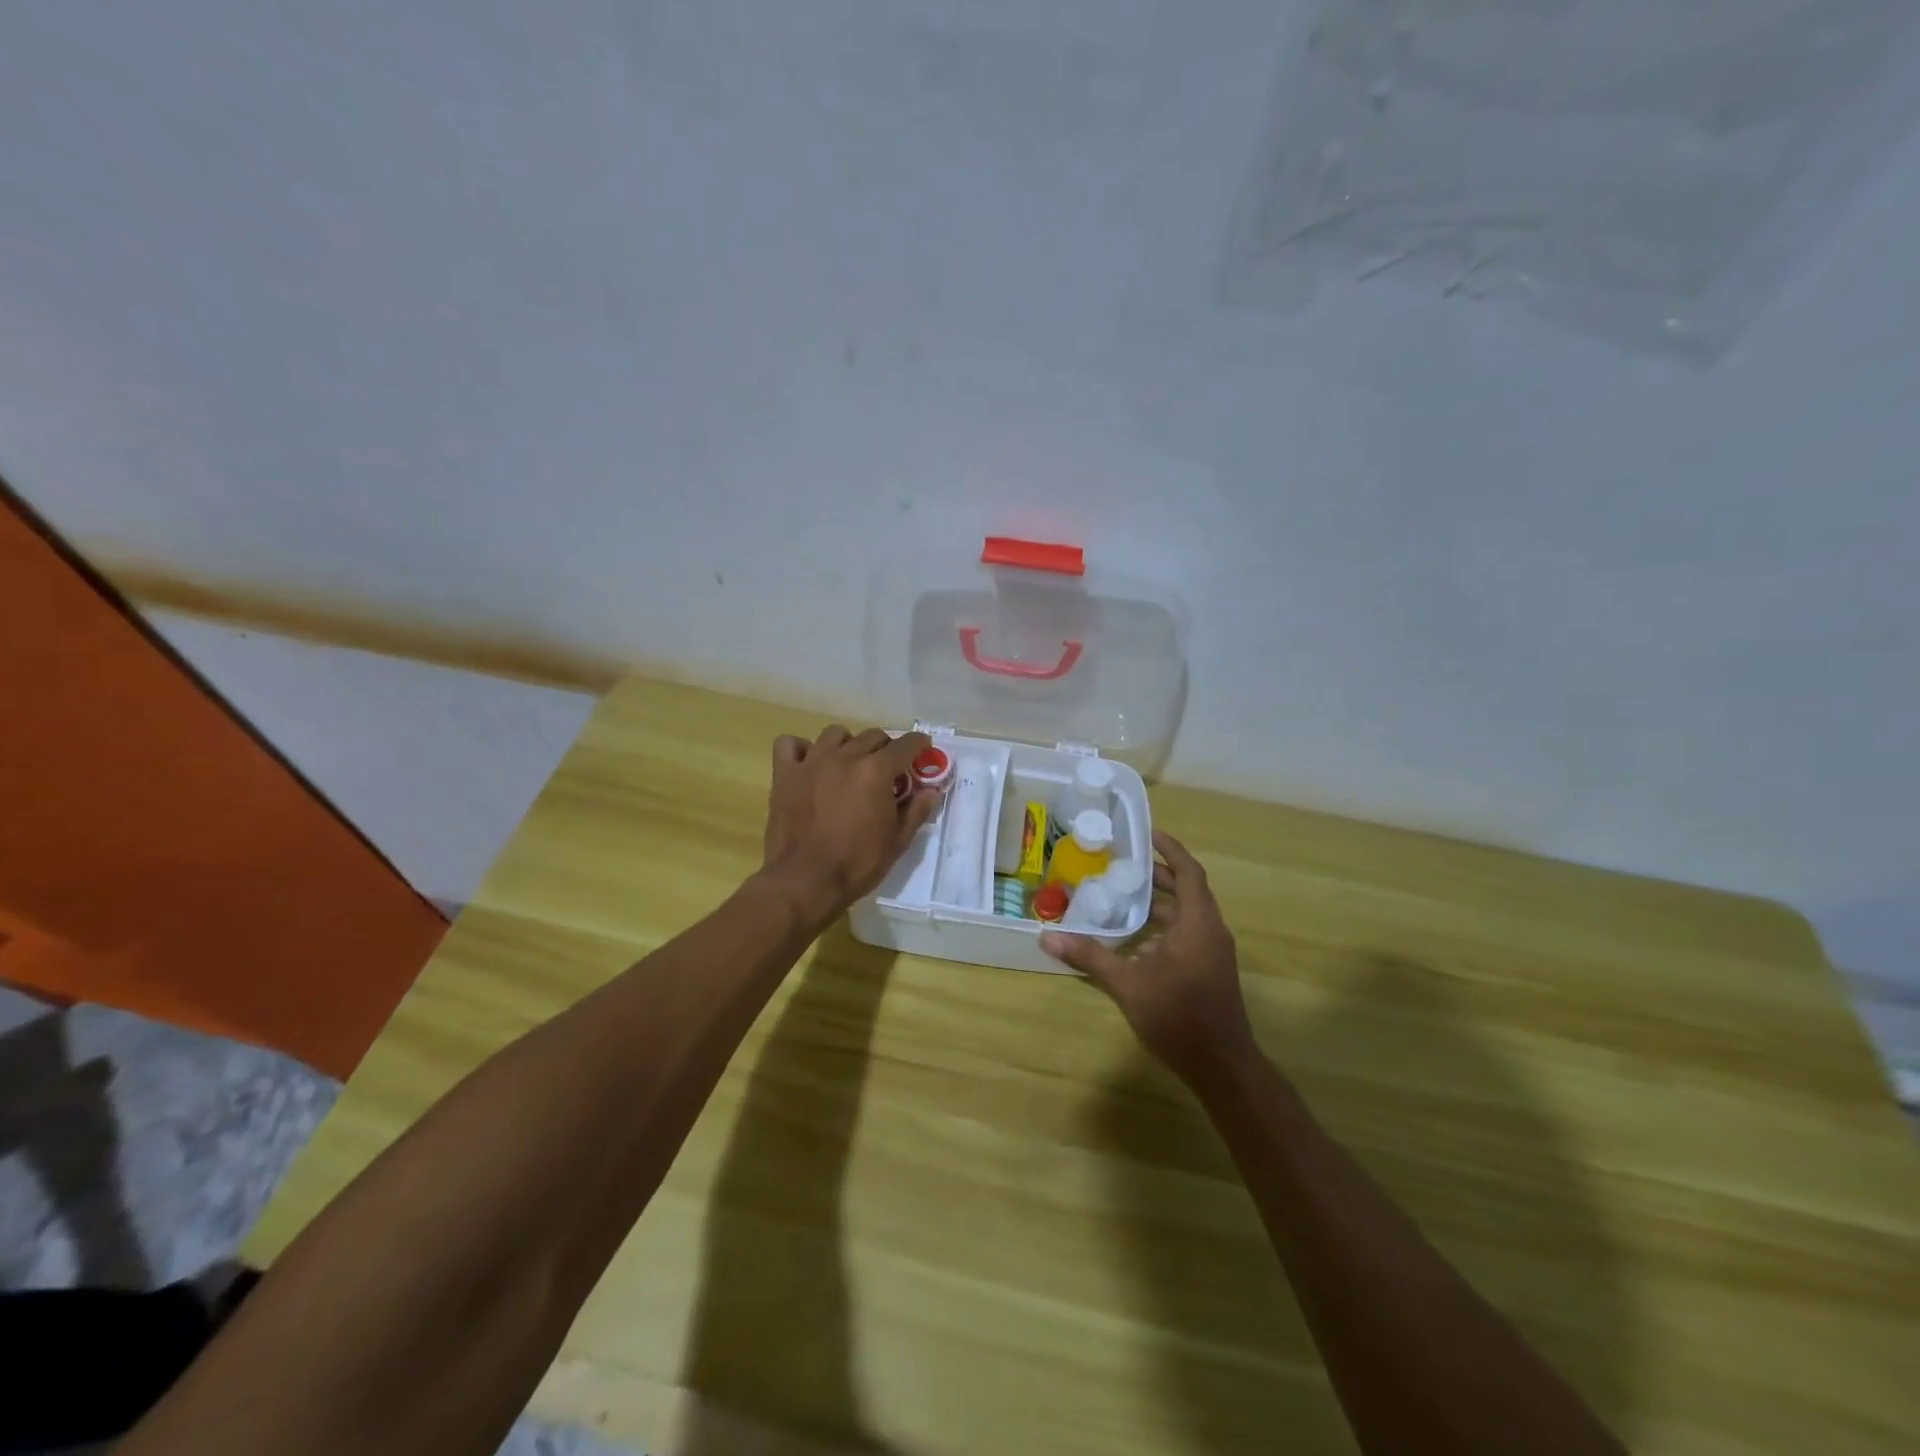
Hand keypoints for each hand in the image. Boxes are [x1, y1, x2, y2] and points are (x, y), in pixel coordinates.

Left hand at [756, 726, 941, 926]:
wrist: (804, 882)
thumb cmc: (856, 865)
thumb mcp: (897, 842)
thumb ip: (916, 811)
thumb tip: (931, 790)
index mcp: (876, 771)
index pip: (905, 745)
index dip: (919, 745)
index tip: (923, 749)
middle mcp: (845, 757)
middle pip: (872, 736)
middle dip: (885, 748)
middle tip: (887, 770)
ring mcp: (811, 762)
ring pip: (834, 734)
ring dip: (848, 744)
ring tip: (849, 765)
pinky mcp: (785, 774)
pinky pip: (790, 745)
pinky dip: (801, 749)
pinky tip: (809, 764)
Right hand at [1042, 831, 1257, 1086]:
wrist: (1221, 1066)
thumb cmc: (1178, 1016)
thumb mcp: (1128, 984)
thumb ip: (1090, 956)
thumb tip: (1047, 937)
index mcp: (1198, 923)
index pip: (1189, 872)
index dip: (1170, 849)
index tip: (1147, 834)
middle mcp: (1211, 931)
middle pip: (1188, 890)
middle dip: (1159, 876)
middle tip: (1124, 865)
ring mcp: (1214, 952)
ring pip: (1189, 914)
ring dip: (1162, 903)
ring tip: (1125, 897)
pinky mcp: (1211, 969)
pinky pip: (1189, 933)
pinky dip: (1166, 926)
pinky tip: (1137, 940)